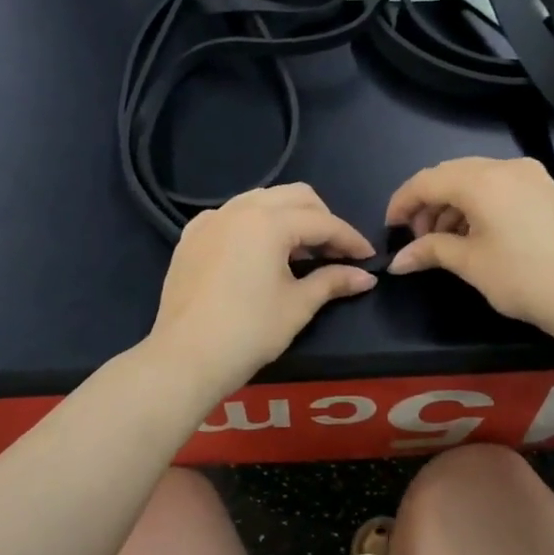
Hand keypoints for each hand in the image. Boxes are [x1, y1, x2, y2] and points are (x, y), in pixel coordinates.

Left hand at [147, 184, 376, 398]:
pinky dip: (253, 224)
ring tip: (300, 251)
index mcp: (269, 222)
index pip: (322, 222)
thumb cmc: (249, 331)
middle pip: (294, 197)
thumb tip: (366, 277)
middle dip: (321, 219)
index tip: (368, 258)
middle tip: (335, 252)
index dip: (350, 239)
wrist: (186, 357)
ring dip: (288, 217)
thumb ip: (332, 282)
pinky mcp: (191, 237)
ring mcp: (211, 220)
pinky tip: (258, 252)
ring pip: (261, 200)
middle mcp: (240, 209)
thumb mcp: (297, 306)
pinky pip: (231, 216)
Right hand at [385, 157, 553, 350]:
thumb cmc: (527, 279)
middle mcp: (506, 167)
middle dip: (428, 203)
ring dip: (453, 205)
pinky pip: (501, 187)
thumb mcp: (472, 265)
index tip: (389, 229)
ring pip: (477, 180)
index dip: (401, 202)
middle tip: (418, 238)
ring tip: (446, 242)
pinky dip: (479, 205)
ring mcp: (533, 176)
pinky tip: (477, 236)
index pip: (426, 180)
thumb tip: (398, 261)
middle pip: (451, 174)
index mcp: (482, 180)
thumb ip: (431, 251)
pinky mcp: (549, 191)